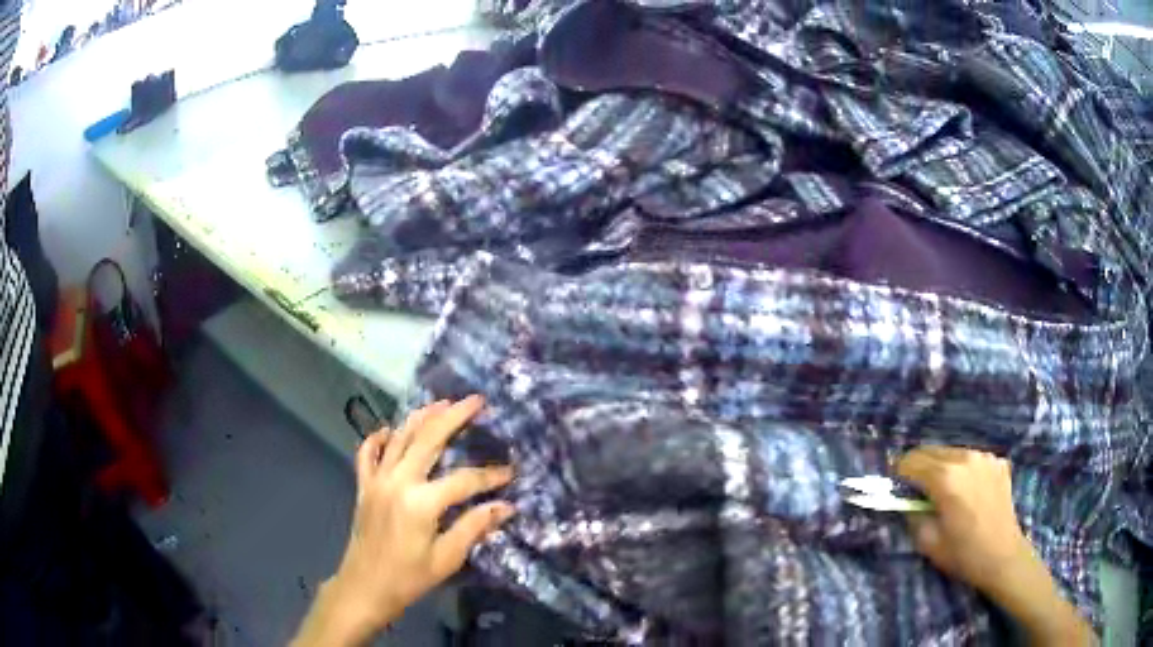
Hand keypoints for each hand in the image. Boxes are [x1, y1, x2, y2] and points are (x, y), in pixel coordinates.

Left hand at [293, 396, 514, 646]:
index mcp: (421, 502)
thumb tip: (506, 507)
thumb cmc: (408, 578)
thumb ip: (474, 527)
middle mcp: (397, 481)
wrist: (364, 588)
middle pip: (428, 439)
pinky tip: (388, 430)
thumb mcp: (446, 558)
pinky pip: (367, 453)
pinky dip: (377, 438)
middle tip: (475, 401)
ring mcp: (377, 480)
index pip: (464, 480)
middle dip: (453, 416)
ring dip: (421, 418)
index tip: (511, 472)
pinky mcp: (364, 486)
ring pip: (399, 437)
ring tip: (441, 403)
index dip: (490, 476)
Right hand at [896, 445, 1030, 593]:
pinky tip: (969, 492)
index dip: (899, 475)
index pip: (911, 461)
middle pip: (930, 450)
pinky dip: (963, 470)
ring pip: (951, 452)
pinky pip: (972, 459)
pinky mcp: (997, 462)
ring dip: (941, 467)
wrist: (1003, 556)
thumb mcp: (928, 542)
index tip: (896, 489)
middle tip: (916, 491)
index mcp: (945, 477)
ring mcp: (985, 457)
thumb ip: (912, 515)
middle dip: (918, 467)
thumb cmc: (963, 553)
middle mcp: (965, 458)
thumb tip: (905, 500)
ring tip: (944, 492)